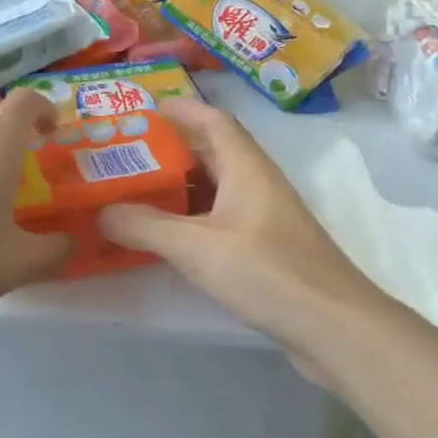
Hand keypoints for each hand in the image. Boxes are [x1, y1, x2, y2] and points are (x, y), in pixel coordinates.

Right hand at [98, 98, 384, 347]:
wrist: (336, 329)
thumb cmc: (268, 273)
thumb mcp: (196, 248)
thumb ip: (145, 227)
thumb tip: (101, 212)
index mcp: (246, 168)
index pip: (213, 120)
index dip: (180, 109)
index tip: (142, 110)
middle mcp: (257, 184)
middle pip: (212, 151)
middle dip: (171, 146)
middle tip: (127, 152)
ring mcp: (265, 217)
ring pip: (216, 186)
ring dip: (180, 183)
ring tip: (136, 189)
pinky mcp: (267, 249)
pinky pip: (221, 217)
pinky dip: (191, 216)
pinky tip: (167, 234)